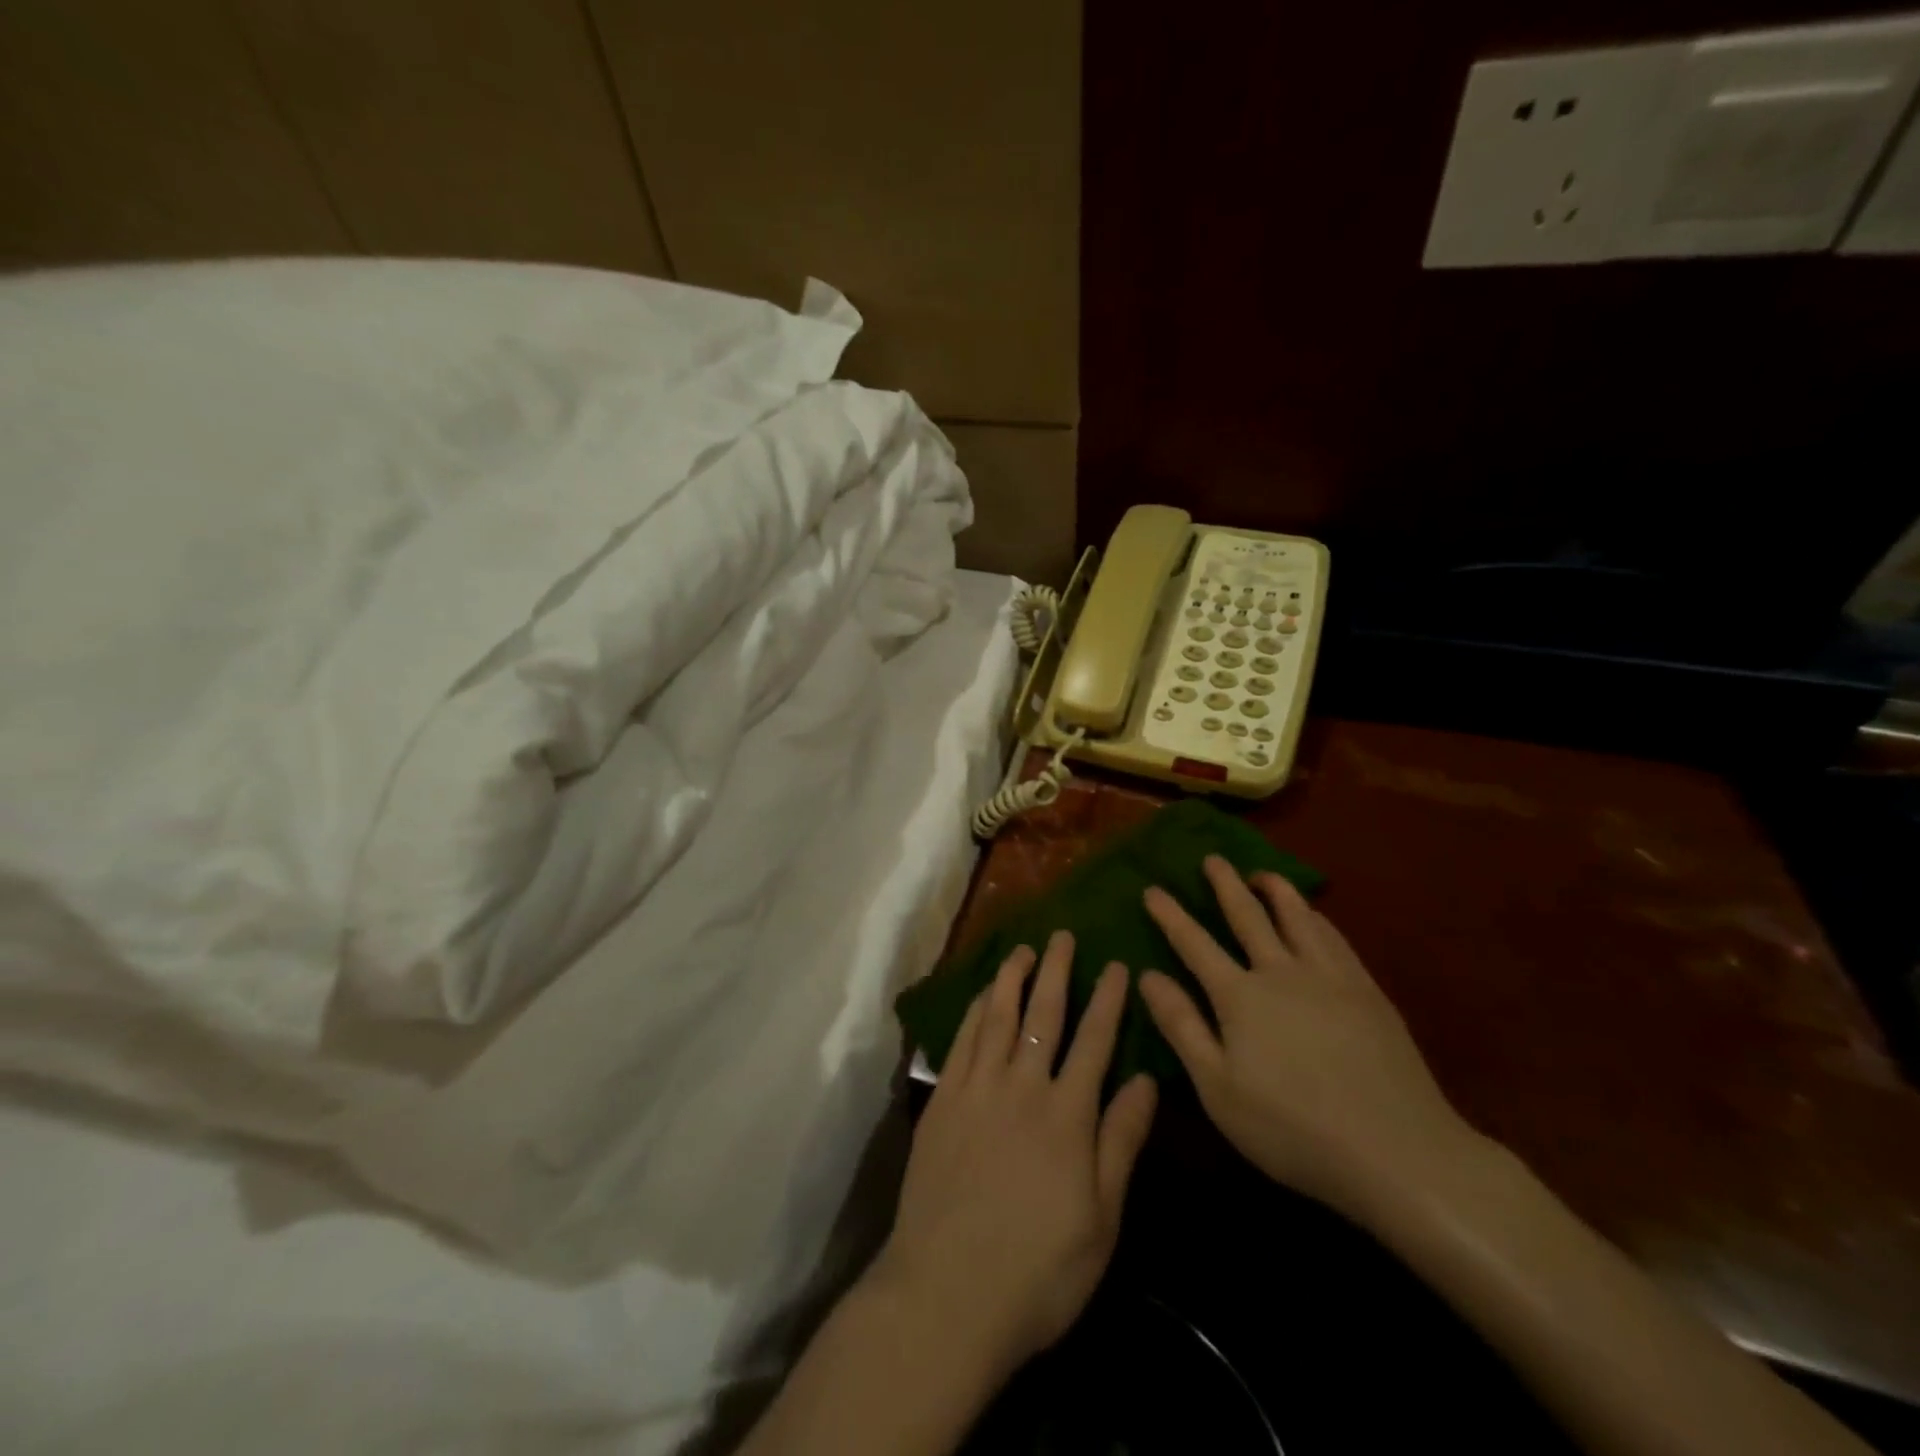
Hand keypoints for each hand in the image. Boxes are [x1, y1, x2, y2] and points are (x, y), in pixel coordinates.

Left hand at [873, 932, 1158, 1376]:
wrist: (947, 1292)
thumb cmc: (1038, 1269)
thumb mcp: (1101, 1219)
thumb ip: (1122, 1142)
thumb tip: (1147, 1080)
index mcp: (1067, 1114)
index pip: (1094, 1041)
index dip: (1106, 1000)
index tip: (1115, 965)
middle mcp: (1021, 1086)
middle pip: (1042, 1015)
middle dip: (1057, 971)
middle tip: (1064, 935)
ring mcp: (976, 1089)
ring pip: (997, 1016)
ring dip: (1012, 978)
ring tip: (1023, 950)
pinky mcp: (942, 1100)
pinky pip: (961, 1040)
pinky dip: (974, 1010)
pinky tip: (980, 995)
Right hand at [1137, 857, 1478, 1221]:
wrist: (1398, 1152)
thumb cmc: (1293, 1129)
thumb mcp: (1218, 1088)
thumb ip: (1182, 1027)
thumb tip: (1147, 976)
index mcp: (1240, 996)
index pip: (1194, 944)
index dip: (1170, 915)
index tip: (1152, 889)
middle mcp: (1281, 972)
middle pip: (1247, 916)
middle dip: (1225, 884)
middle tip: (1212, 858)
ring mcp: (1329, 977)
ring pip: (1296, 916)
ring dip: (1275, 889)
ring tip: (1262, 874)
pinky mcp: (1367, 991)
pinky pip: (1334, 937)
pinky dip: (1315, 916)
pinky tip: (1314, 916)